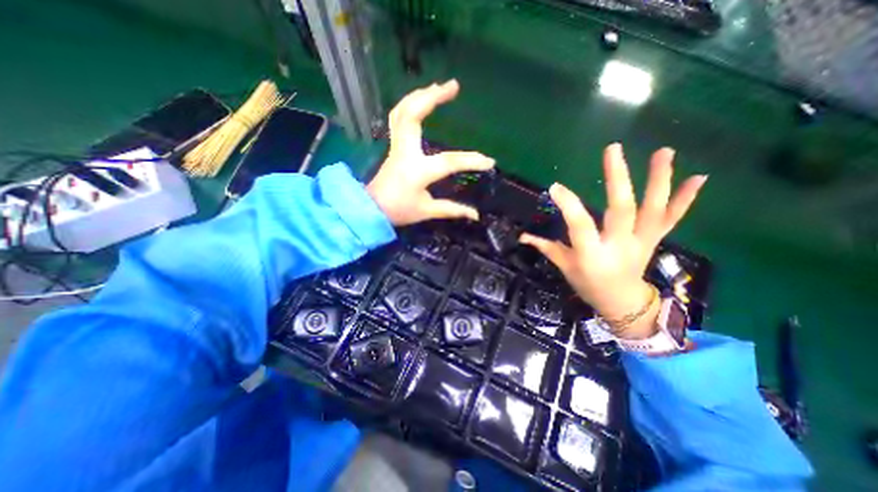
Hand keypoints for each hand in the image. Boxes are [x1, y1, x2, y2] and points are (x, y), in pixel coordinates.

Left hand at [368, 79, 497, 227]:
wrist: (372, 209)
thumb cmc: (399, 211)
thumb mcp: (426, 211)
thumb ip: (452, 210)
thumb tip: (476, 214)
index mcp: (417, 171)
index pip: (449, 161)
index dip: (471, 161)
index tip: (489, 162)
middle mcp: (405, 152)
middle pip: (413, 115)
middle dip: (433, 97)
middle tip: (454, 85)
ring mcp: (396, 146)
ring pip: (402, 112)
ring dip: (420, 95)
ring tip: (438, 87)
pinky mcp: (393, 146)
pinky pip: (397, 118)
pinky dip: (408, 104)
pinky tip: (420, 100)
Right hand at [520, 145, 704, 339]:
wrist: (622, 302)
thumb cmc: (588, 284)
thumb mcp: (564, 267)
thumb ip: (545, 247)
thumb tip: (522, 236)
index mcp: (592, 254)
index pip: (579, 225)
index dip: (568, 205)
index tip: (556, 187)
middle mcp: (619, 245)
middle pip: (621, 209)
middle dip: (617, 178)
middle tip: (612, 149)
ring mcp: (641, 241)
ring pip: (652, 209)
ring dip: (659, 180)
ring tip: (664, 151)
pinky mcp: (654, 240)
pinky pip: (671, 219)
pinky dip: (685, 199)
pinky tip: (699, 177)